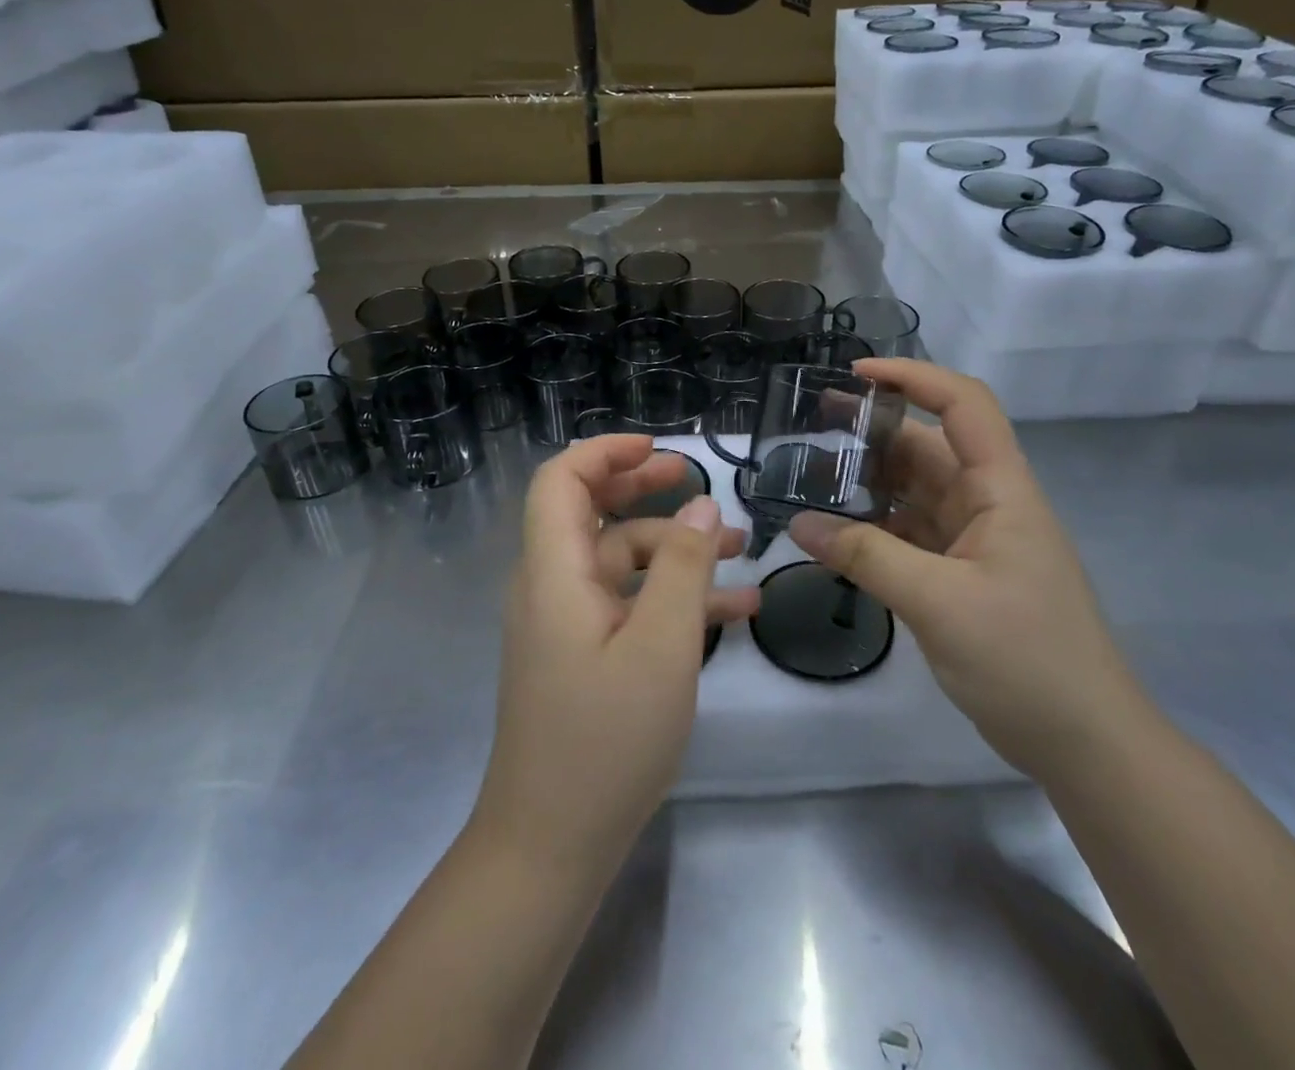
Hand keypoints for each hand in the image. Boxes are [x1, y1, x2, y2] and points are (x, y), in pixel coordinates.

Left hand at [472, 435, 758, 871]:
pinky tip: (736, 611)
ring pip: (622, 562)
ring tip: (742, 549)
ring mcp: (568, 624)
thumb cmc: (606, 740)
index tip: (661, 449)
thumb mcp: (662, 647)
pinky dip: (673, 598)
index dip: (606, 453)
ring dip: (677, 551)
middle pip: (593, 513)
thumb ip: (685, 568)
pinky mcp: (584, 656)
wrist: (552, 846)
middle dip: (645, 488)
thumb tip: (701, 504)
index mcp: (555, 572)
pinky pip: (629, 606)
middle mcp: (553, 587)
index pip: (561, 481)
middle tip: (700, 479)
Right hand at [788, 359, 1148, 783]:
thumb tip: (799, 523)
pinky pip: (910, 533)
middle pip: (928, 446)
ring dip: (869, 482)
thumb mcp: (939, 603)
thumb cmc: (1026, 660)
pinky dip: (874, 527)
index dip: (914, 377)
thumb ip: (867, 556)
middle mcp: (988, 503)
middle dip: (874, 430)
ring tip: (809, 477)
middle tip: (810, 427)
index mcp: (1001, 490)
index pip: (963, 406)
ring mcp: (975, 540)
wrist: (1085, 745)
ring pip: (915, 491)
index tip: (856, 375)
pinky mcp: (961, 574)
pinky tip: (835, 532)